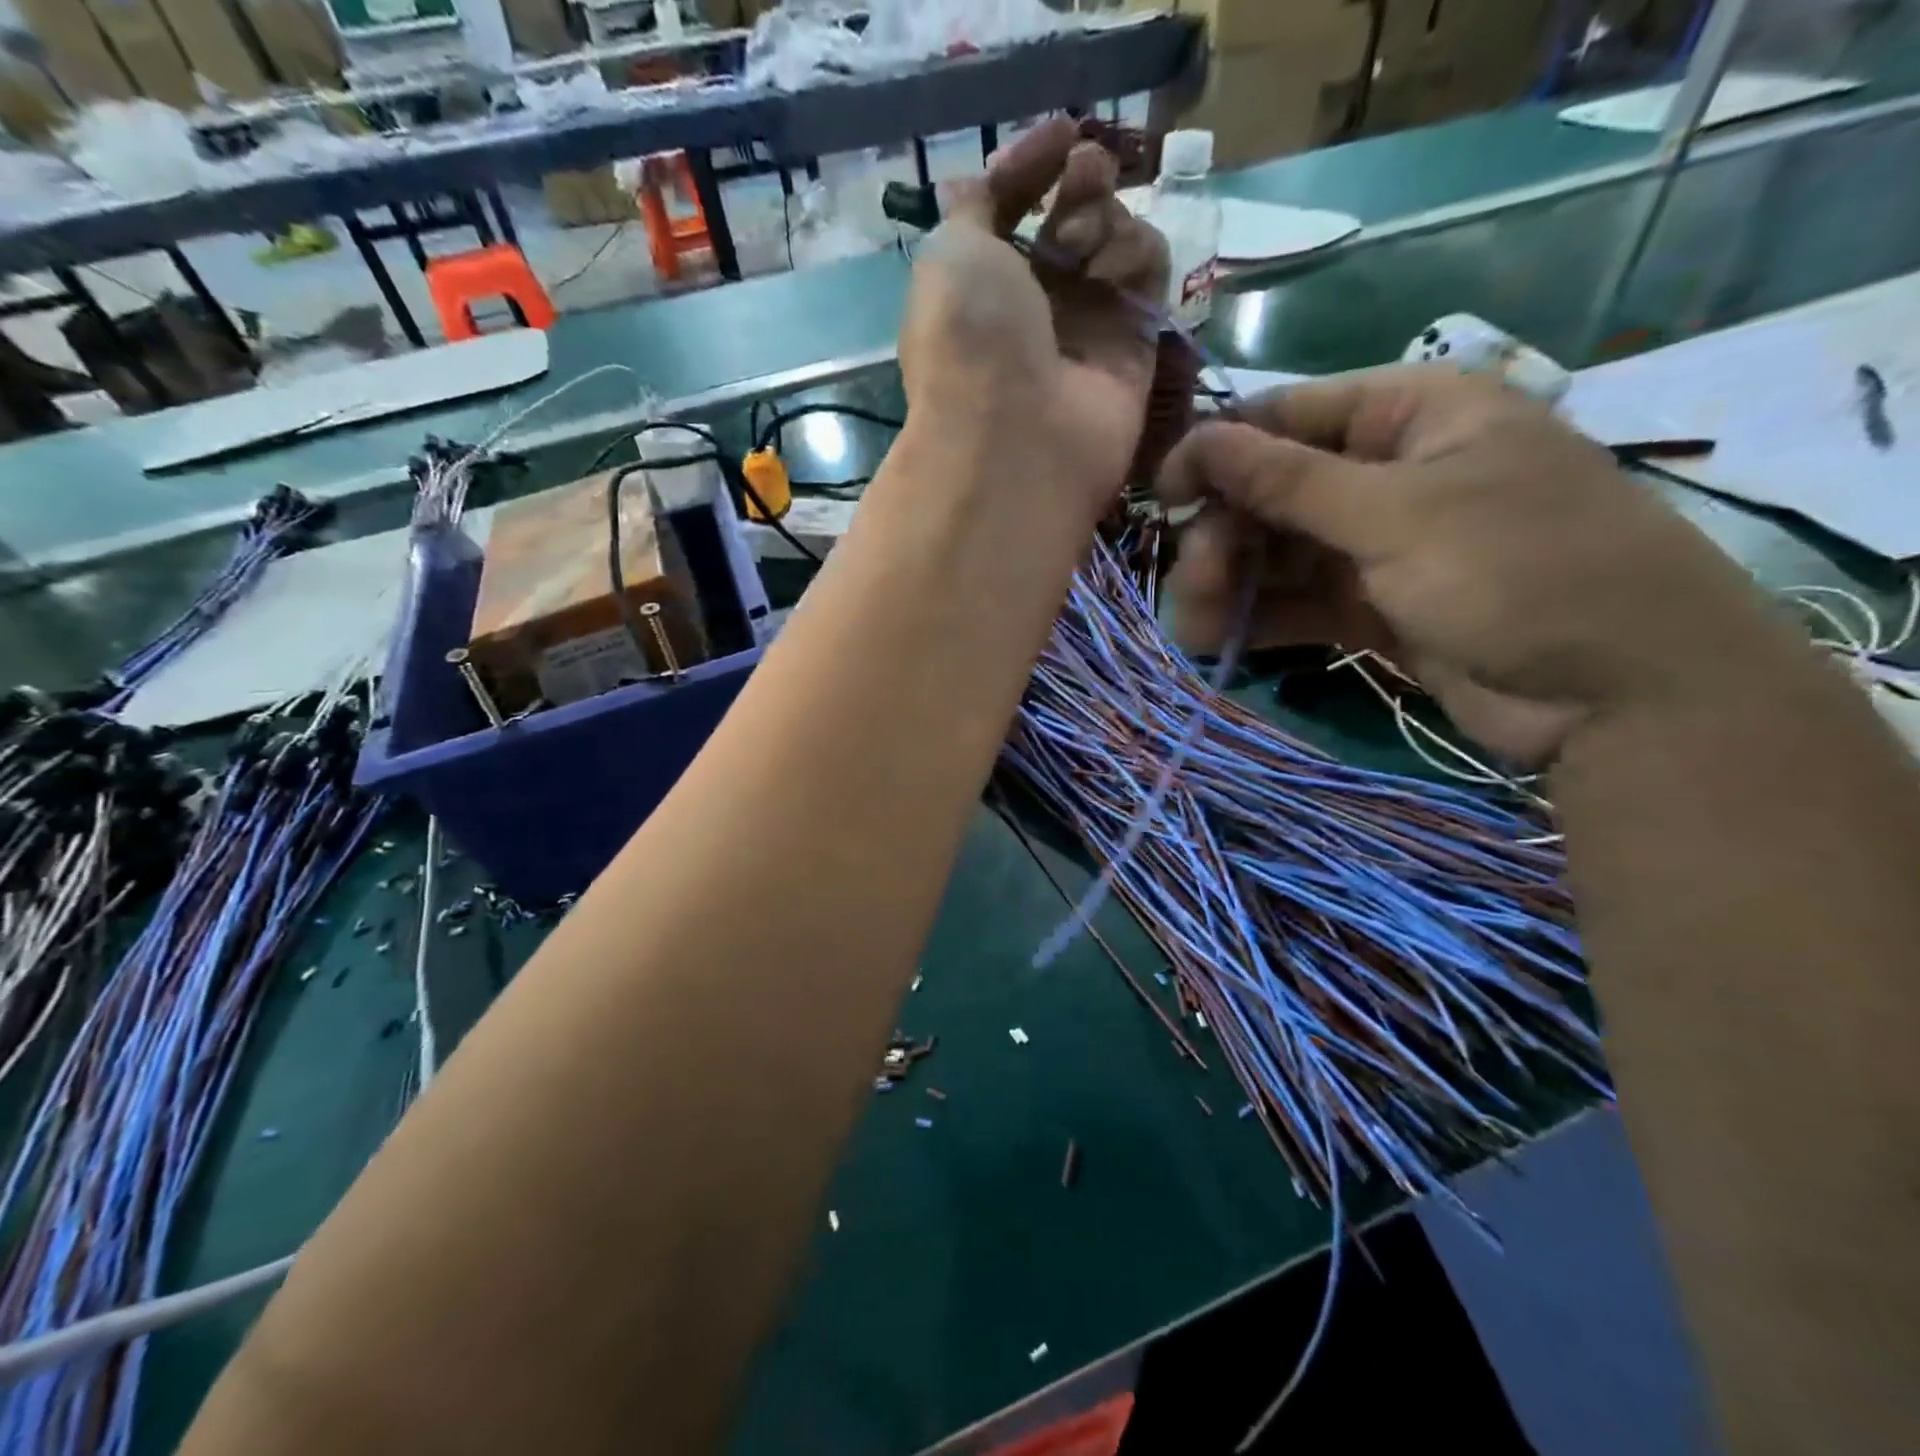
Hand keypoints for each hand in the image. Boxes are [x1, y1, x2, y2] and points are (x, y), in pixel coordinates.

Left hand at [898, 117, 1169, 522]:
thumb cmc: (971, 339)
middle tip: (1081, 178)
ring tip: (1083, 245)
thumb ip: (978, 205)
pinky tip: (1110, 274)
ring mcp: (1086, 328)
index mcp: (981, 289)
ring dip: (1104, 219)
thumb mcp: (951, 253)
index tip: (1063, 133)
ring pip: (1115, 238)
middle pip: (1071, 218)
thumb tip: (1001, 177)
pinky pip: (1149, 273)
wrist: (1017, 438)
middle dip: (1079, 183)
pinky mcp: (1134, 346)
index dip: (1035, 166)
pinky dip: (1135, 255)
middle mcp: (1035, 308)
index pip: (1015, 210)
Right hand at [1158, 366, 1784, 766]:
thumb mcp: (1397, 515)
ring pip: (1281, 553)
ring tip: (1195, 628)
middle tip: (1189, 583)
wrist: (1617, 696)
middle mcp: (1392, 472)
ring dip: (1231, 586)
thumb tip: (1198, 439)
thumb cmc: (1519, 572)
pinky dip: (1259, 620)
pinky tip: (1218, 643)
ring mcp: (1383, 545)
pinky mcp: (1375, 607)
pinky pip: (1299, 602)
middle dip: (1225, 537)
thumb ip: (1288, 481)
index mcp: (1414, 415)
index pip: (1291, 415)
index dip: (1220, 450)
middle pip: (1276, 492)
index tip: (1162, 496)